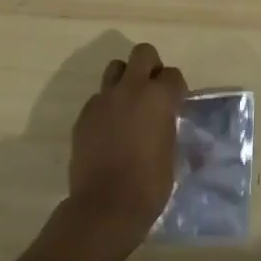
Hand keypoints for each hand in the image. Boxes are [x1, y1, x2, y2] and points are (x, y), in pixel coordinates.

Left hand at [63, 42, 186, 259]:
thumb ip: (168, 125)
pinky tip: (110, 130)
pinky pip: (98, 98)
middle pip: (142, 54)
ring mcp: (103, 100)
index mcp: (159, 97)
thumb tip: (166, 120)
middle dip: (150, 66)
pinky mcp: (84, 115)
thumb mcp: (172, 151)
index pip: (173, 75)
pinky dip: (107, 106)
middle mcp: (131, 89)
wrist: (106, 206)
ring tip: (129, 106)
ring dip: (125, 80)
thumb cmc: (150, 184)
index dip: (176, 88)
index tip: (176, 105)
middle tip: (153, 91)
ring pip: (115, 69)